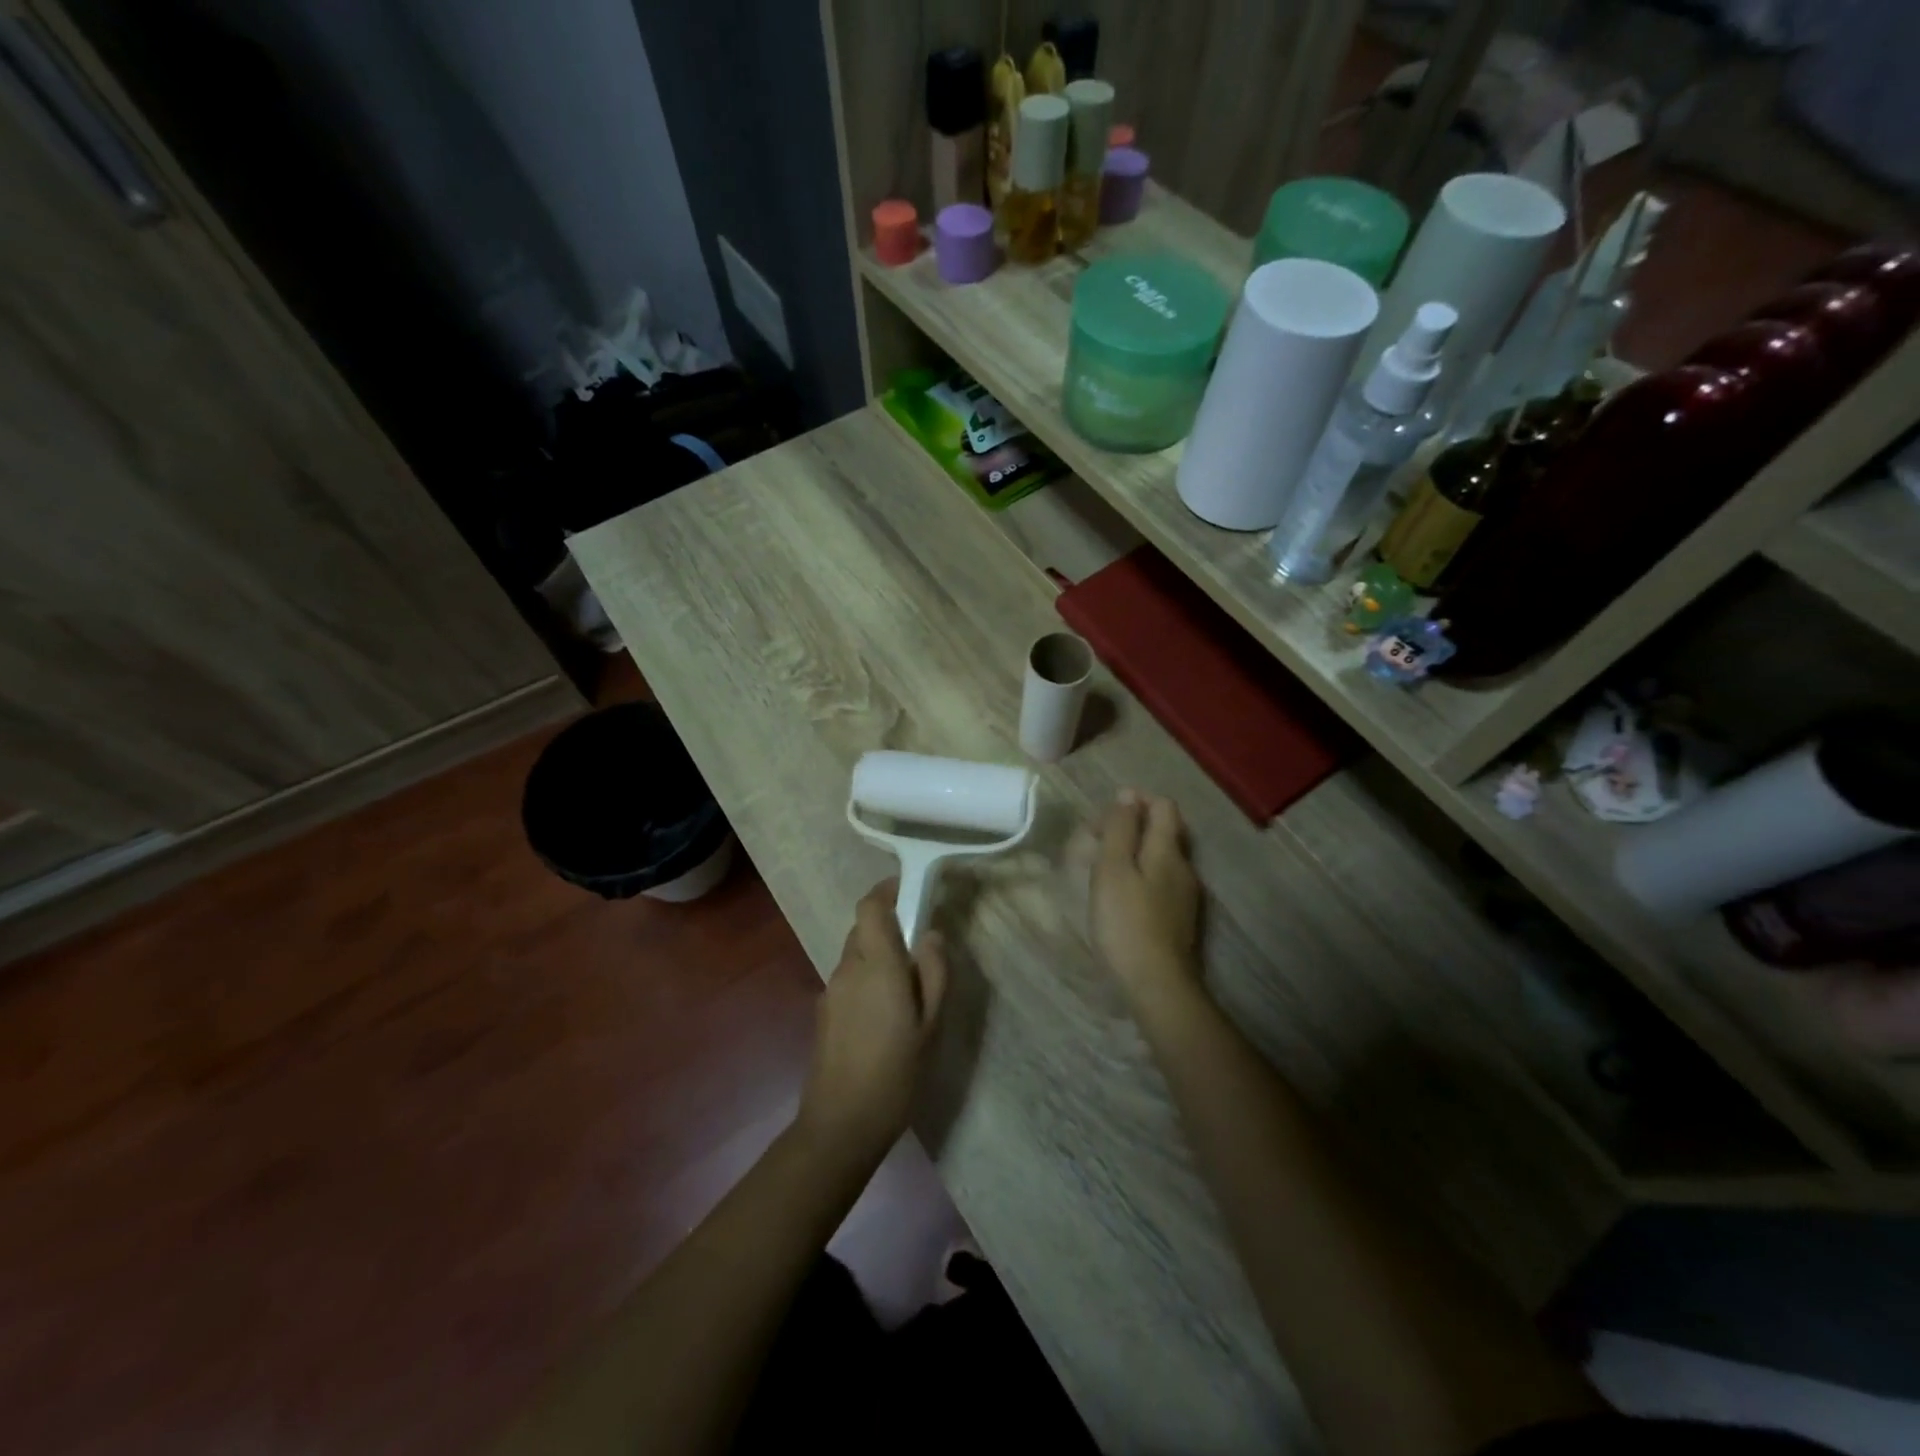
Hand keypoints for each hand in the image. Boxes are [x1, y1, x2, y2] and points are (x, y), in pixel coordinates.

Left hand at [797, 880, 948, 1165]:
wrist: (840, 1125)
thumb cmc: (896, 1073)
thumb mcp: (931, 1024)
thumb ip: (934, 972)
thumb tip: (930, 934)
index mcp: (877, 965)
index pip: (871, 907)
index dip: (888, 890)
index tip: (911, 890)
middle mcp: (848, 969)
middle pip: (864, 928)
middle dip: (890, 927)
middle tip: (921, 951)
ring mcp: (831, 990)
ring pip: (857, 955)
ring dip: (880, 956)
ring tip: (908, 991)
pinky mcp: (824, 1012)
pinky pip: (849, 979)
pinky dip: (868, 980)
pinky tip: (885, 1017)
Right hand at [1089, 790, 1202, 1007]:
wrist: (1157, 985)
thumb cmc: (1127, 922)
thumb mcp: (1113, 869)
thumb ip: (1120, 829)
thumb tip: (1127, 794)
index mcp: (1168, 850)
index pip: (1163, 806)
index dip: (1136, 801)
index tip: (1105, 815)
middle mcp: (1184, 867)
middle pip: (1164, 831)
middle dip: (1132, 826)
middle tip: (1097, 840)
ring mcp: (1185, 895)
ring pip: (1162, 858)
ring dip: (1134, 852)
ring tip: (1102, 867)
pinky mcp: (1180, 919)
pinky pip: (1161, 882)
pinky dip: (1140, 876)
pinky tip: (1120, 896)